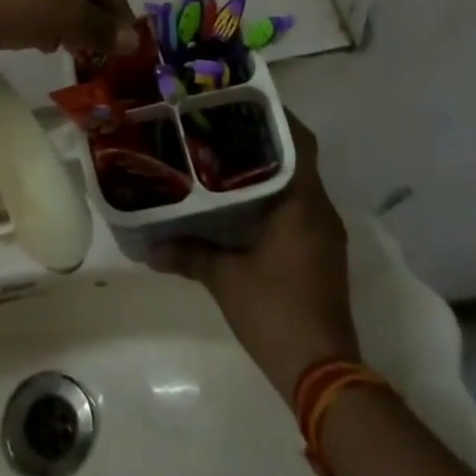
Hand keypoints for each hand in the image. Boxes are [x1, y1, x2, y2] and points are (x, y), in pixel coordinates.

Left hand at [0, 0, 138, 57]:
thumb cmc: (24, 1)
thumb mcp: (72, 19)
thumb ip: (105, 29)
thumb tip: (130, 41)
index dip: (114, 9)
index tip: (121, 38)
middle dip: (81, 7)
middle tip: (85, 43)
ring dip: (56, 5)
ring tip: (53, 40)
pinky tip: (28, 26)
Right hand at [150, 112, 362, 400]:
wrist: (323, 373)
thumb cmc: (275, 311)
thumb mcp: (224, 278)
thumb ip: (189, 253)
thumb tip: (150, 247)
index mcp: (303, 202)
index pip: (299, 141)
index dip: (276, 116)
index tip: (243, 102)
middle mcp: (320, 210)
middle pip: (297, 158)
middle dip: (264, 140)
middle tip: (223, 126)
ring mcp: (325, 234)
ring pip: (298, 184)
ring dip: (269, 170)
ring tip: (226, 158)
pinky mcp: (323, 254)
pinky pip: (300, 208)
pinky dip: (275, 197)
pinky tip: (242, 204)